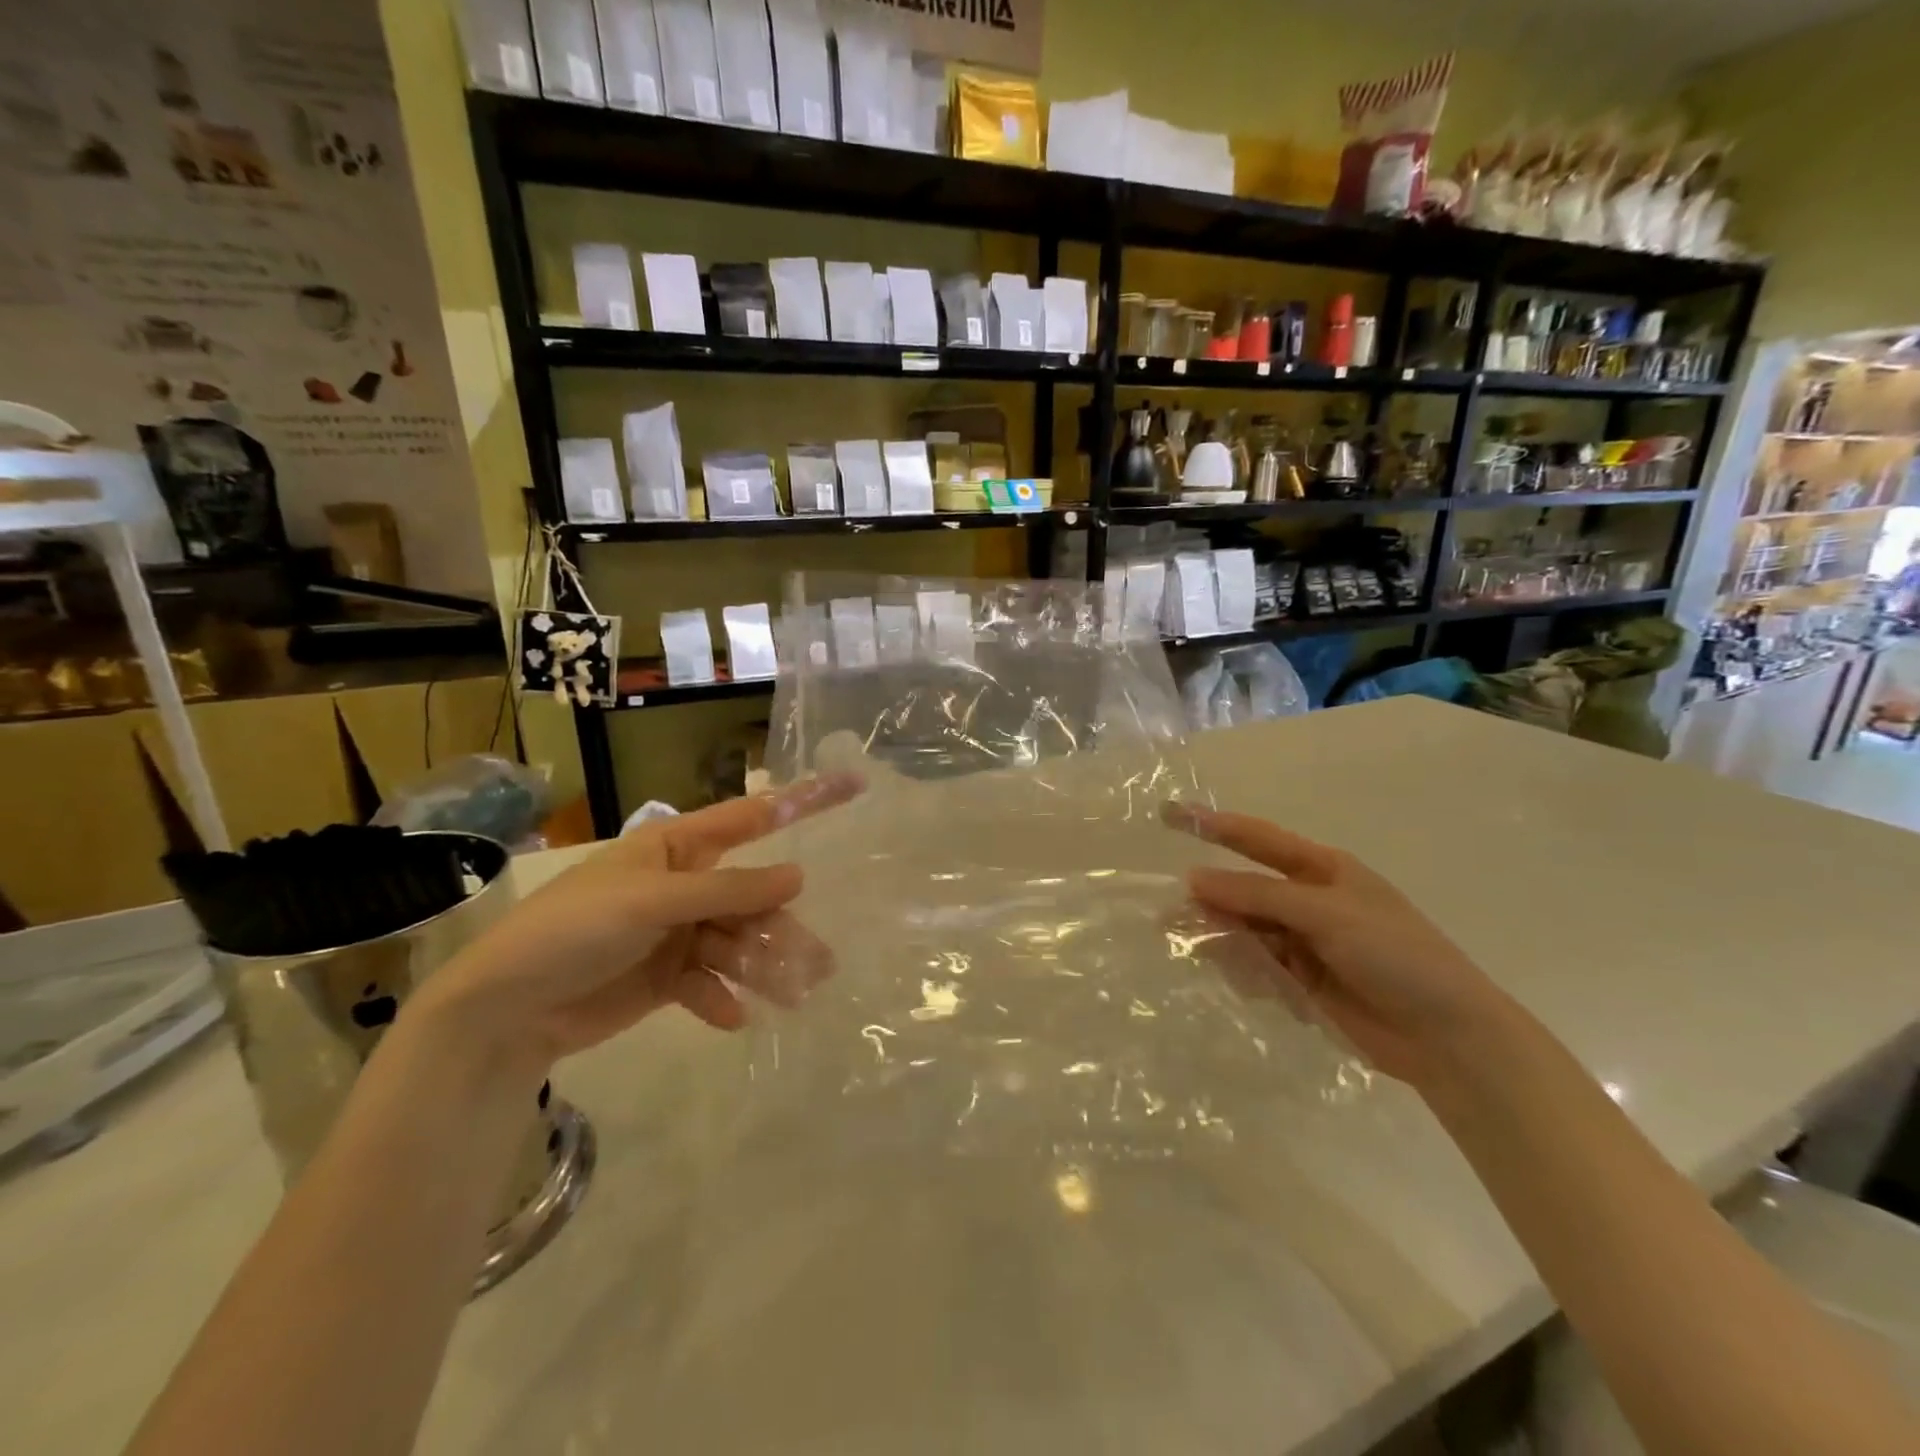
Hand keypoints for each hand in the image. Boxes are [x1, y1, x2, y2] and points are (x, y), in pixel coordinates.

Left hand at [409, 774, 861, 1073]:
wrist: (504, 1010)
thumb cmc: (574, 930)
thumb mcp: (651, 903)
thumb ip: (727, 890)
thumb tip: (798, 876)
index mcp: (677, 847)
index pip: (751, 817)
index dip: (801, 803)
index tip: (853, 787)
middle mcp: (683, 884)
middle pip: (751, 897)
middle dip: (781, 927)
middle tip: (819, 962)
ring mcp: (675, 931)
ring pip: (736, 942)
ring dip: (760, 968)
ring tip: (790, 996)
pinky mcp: (665, 976)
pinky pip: (708, 982)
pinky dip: (721, 998)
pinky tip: (732, 1018)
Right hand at [1169, 806, 1504, 1087]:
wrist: (1449, 1037)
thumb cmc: (1395, 955)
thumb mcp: (1325, 914)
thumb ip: (1256, 896)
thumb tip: (1193, 878)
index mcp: (1321, 869)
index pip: (1255, 838)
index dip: (1211, 825)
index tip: (1167, 815)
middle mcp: (1308, 900)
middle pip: (1243, 891)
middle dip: (1211, 902)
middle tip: (1170, 918)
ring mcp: (1305, 942)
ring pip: (1245, 931)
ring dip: (1226, 942)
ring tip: (1218, 958)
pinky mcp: (1302, 981)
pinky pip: (1257, 966)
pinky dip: (1248, 973)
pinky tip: (1259, 988)